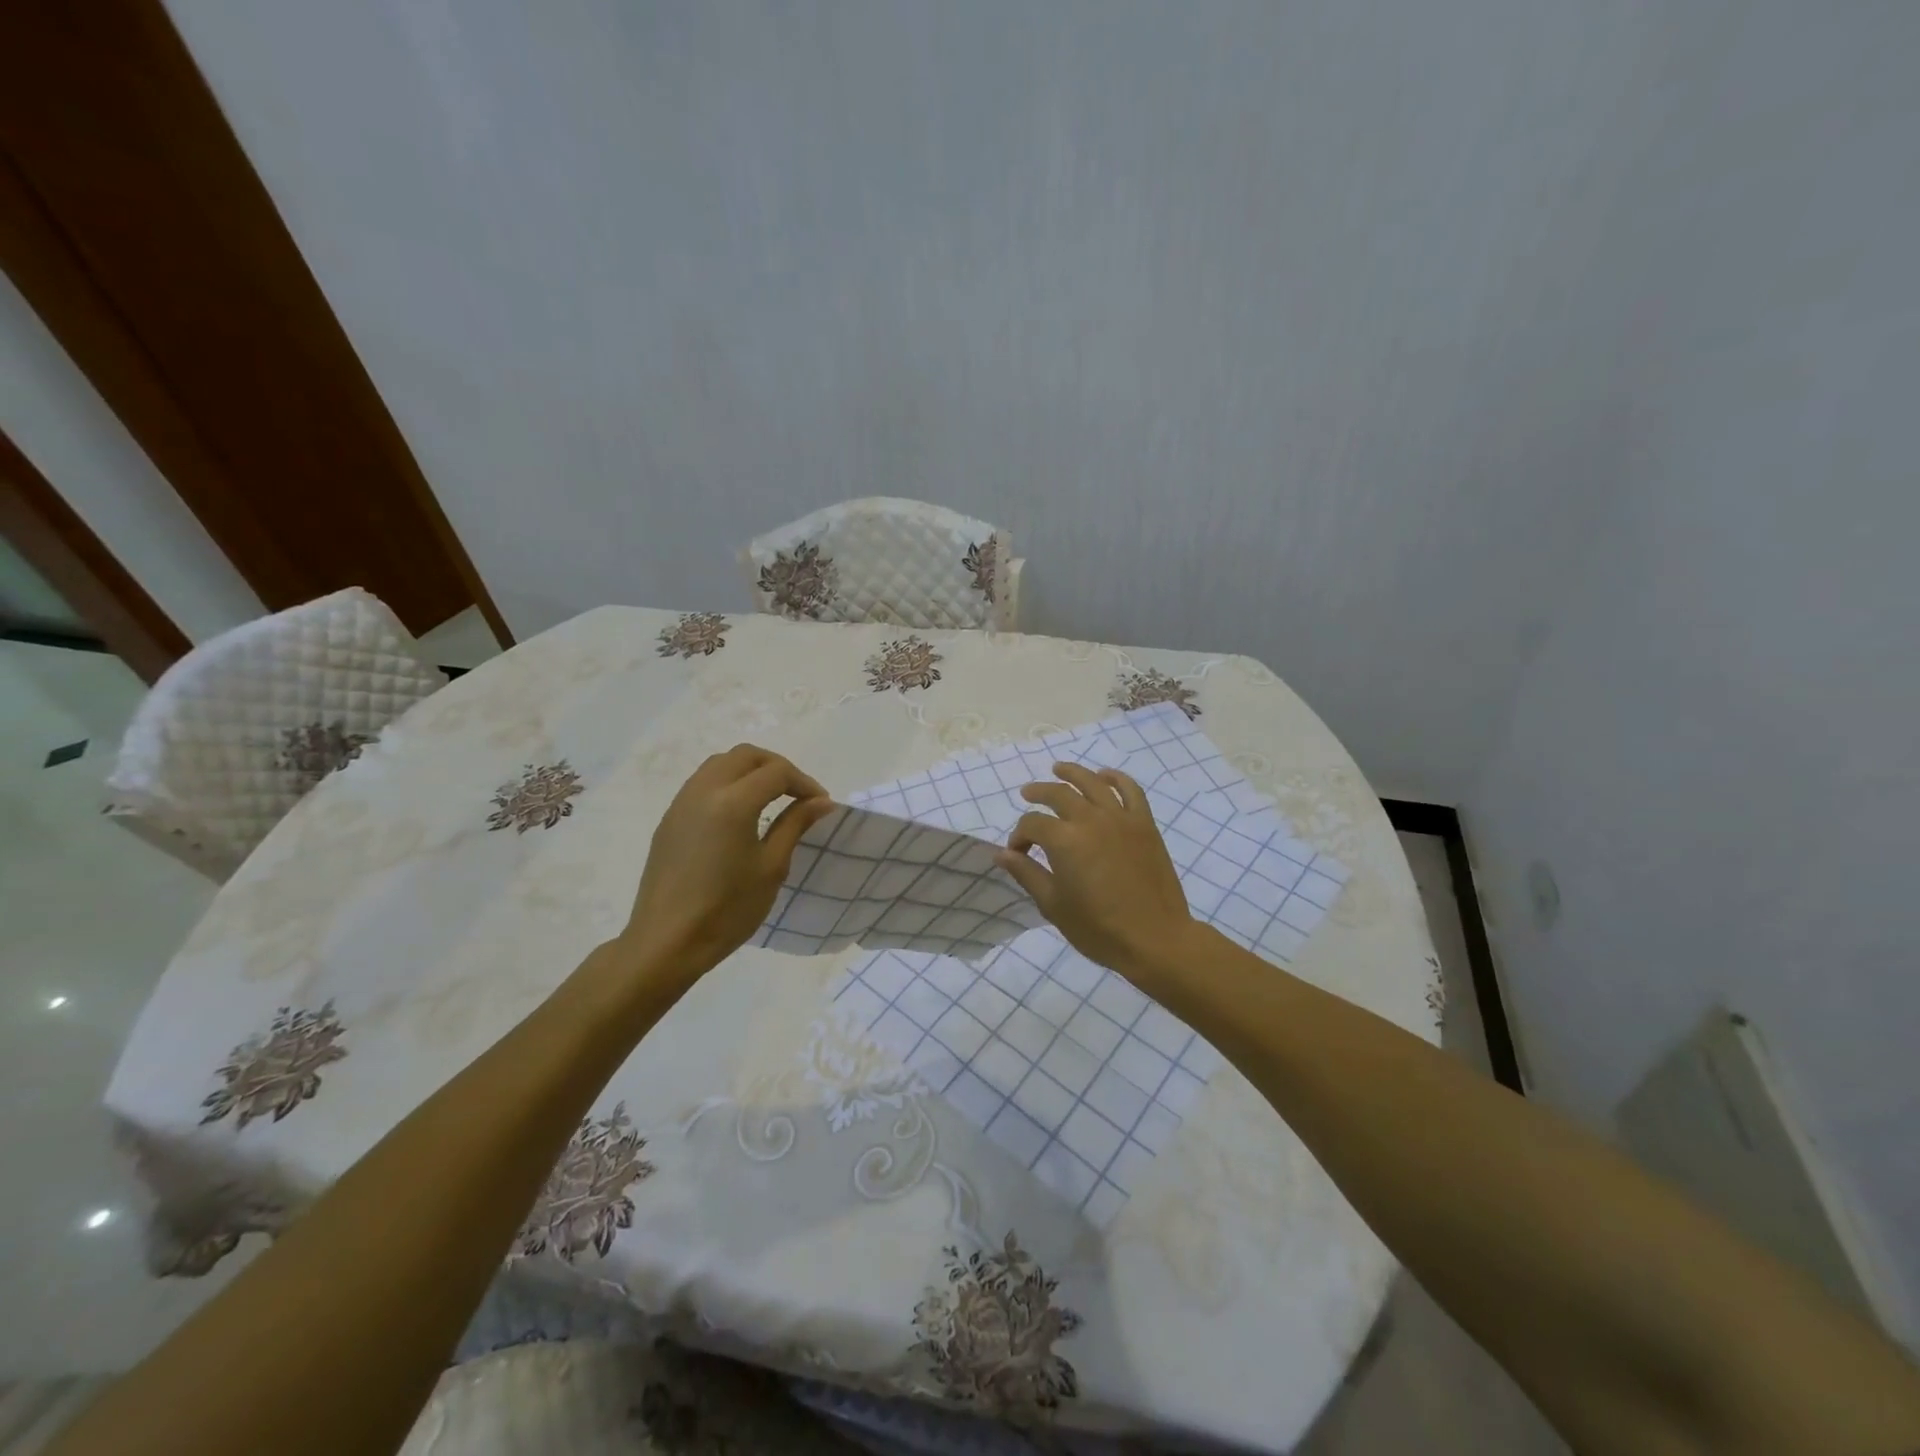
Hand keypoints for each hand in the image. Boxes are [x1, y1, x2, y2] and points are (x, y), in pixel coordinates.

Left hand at [621, 744, 834, 980]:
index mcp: (733, 802)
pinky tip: (740, 814)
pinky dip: (728, 783)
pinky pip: (702, 783)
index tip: (821, 805)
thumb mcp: (771, 867)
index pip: (777, 772)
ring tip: (771, 799)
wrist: (667, 942)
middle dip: (777, 767)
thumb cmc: (727, 909)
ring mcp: (682, 803)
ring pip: (720, 764)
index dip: (804, 783)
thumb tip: (821, 801)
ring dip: (750, 771)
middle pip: (746, 755)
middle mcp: (704, 790)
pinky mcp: (670, 819)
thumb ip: (796, 825)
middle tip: (797, 794)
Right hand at [996, 764, 1197, 979]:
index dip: (1019, 836)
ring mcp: (1121, 818)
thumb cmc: (1099, 929)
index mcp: (1065, 840)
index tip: (1018, 853)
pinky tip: (1105, 776)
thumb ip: (1027, 874)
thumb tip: (1002, 854)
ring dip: (1072, 773)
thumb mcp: (1054, 905)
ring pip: (1093, 782)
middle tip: (1027, 794)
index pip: (1032, 824)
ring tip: (1058, 769)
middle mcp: (1091, 820)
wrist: (1155, 939)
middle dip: (1038, 792)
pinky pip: (1131, 790)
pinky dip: (1116, 778)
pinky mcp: (1144, 824)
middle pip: (1058, 793)